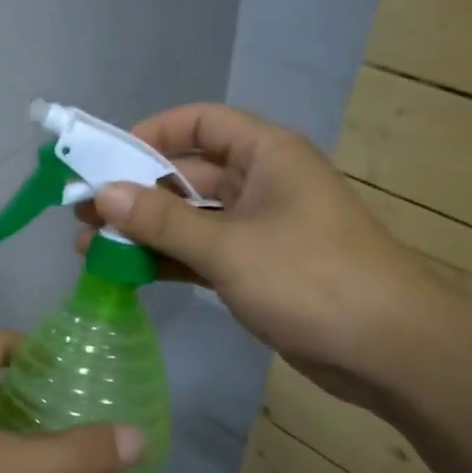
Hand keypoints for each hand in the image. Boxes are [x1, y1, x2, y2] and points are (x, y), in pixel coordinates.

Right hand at [75, 103, 447, 401]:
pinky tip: (127, 271)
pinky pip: (202, 252)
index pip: (200, 123)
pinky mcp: (258, 268)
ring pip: (191, 217)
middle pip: (188, 173)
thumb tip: (103, 194)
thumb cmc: (311, 278)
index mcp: (266, 154)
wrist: (389, 349)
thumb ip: (162, 220)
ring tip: (90, 247)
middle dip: (136, 191)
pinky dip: (168, 259)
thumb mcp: (228, 247)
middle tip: (82, 213)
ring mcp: (259, 227)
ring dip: (145, 230)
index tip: (106, 159)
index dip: (151, 133)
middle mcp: (262, 182)